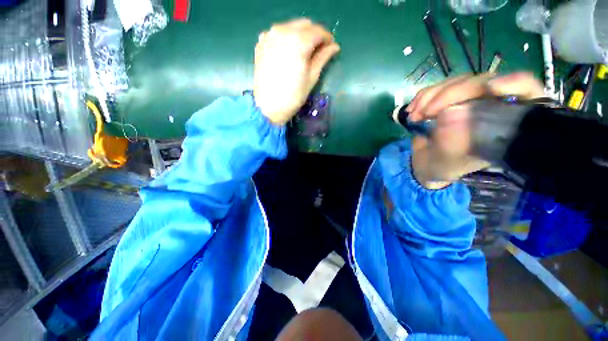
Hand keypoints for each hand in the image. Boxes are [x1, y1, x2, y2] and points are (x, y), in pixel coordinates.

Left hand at [254, 19, 339, 124]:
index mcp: (299, 41)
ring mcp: (270, 35)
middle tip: (318, 50)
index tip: (330, 47)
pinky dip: (287, 38)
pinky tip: (289, 52)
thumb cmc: (293, 96)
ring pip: (291, 27)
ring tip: (304, 52)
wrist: (268, 107)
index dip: (327, 38)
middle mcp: (283, 31)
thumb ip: (323, 58)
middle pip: (304, 25)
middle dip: (314, 35)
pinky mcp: (261, 43)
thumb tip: (335, 47)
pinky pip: (278, 33)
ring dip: (301, 35)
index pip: (318, 31)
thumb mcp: (311, 78)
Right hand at [404, 72, 544, 188]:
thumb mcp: (450, 162)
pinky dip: (422, 97)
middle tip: (426, 113)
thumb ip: (453, 142)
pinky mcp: (448, 98)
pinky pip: (438, 87)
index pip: (526, 92)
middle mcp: (492, 106)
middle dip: (450, 94)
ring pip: (457, 82)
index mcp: (505, 125)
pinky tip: (411, 111)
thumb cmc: (443, 167)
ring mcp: (469, 99)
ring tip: (414, 116)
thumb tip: (448, 114)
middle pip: (483, 82)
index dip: (515, 84)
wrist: (425, 164)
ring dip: (430, 97)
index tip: (491, 89)